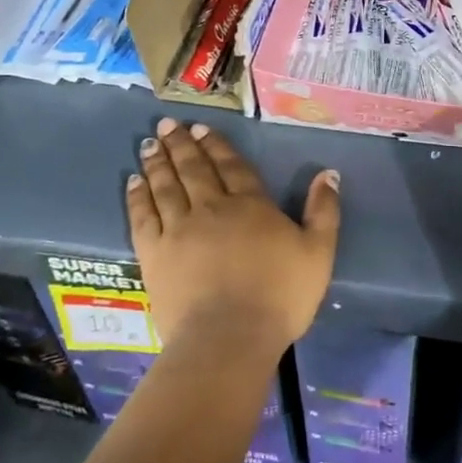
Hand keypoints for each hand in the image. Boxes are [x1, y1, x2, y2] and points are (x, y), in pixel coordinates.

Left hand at [127, 117, 341, 356]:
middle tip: (167, 124)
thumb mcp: (319, 252)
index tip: (201, 128)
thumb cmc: (280, 296)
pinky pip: (143, 216)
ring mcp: (178, 230)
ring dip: (157, 162)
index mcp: (251, 205)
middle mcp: (211, 208)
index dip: (216, 145)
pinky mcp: (154, 255)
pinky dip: (138, 196)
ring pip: (165, 186)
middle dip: (181, 144)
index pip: (231, 166)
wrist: (229, 338)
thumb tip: (328, 173)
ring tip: (148, 143)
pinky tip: (133, 182)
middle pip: (194, 169)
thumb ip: (323, 210)